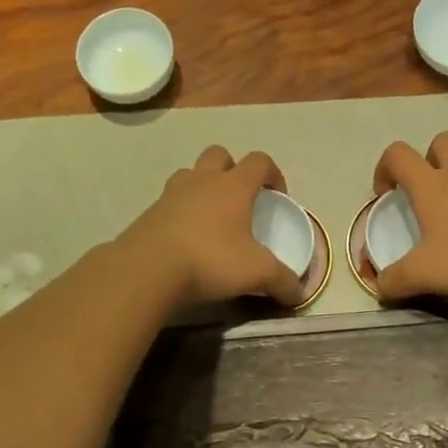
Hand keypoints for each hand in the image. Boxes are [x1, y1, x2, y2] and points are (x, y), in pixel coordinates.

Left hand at [118, 146, 304, 307]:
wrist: (148, 268)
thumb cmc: (210, 259)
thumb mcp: (256, 273)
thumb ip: (282, 281)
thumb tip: (298, 292)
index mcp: (233, 186)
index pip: (259, 161)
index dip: (273, 174)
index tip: (277, 196)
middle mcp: (203, 180)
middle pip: (220, 154)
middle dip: (233, 169)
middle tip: (240, 199)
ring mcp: (172, 193)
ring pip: (190, 174)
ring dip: (202, 186)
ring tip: (210, 216)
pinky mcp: (150, 212)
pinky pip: (170, 200)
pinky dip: (181, 211)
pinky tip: (185, 238)